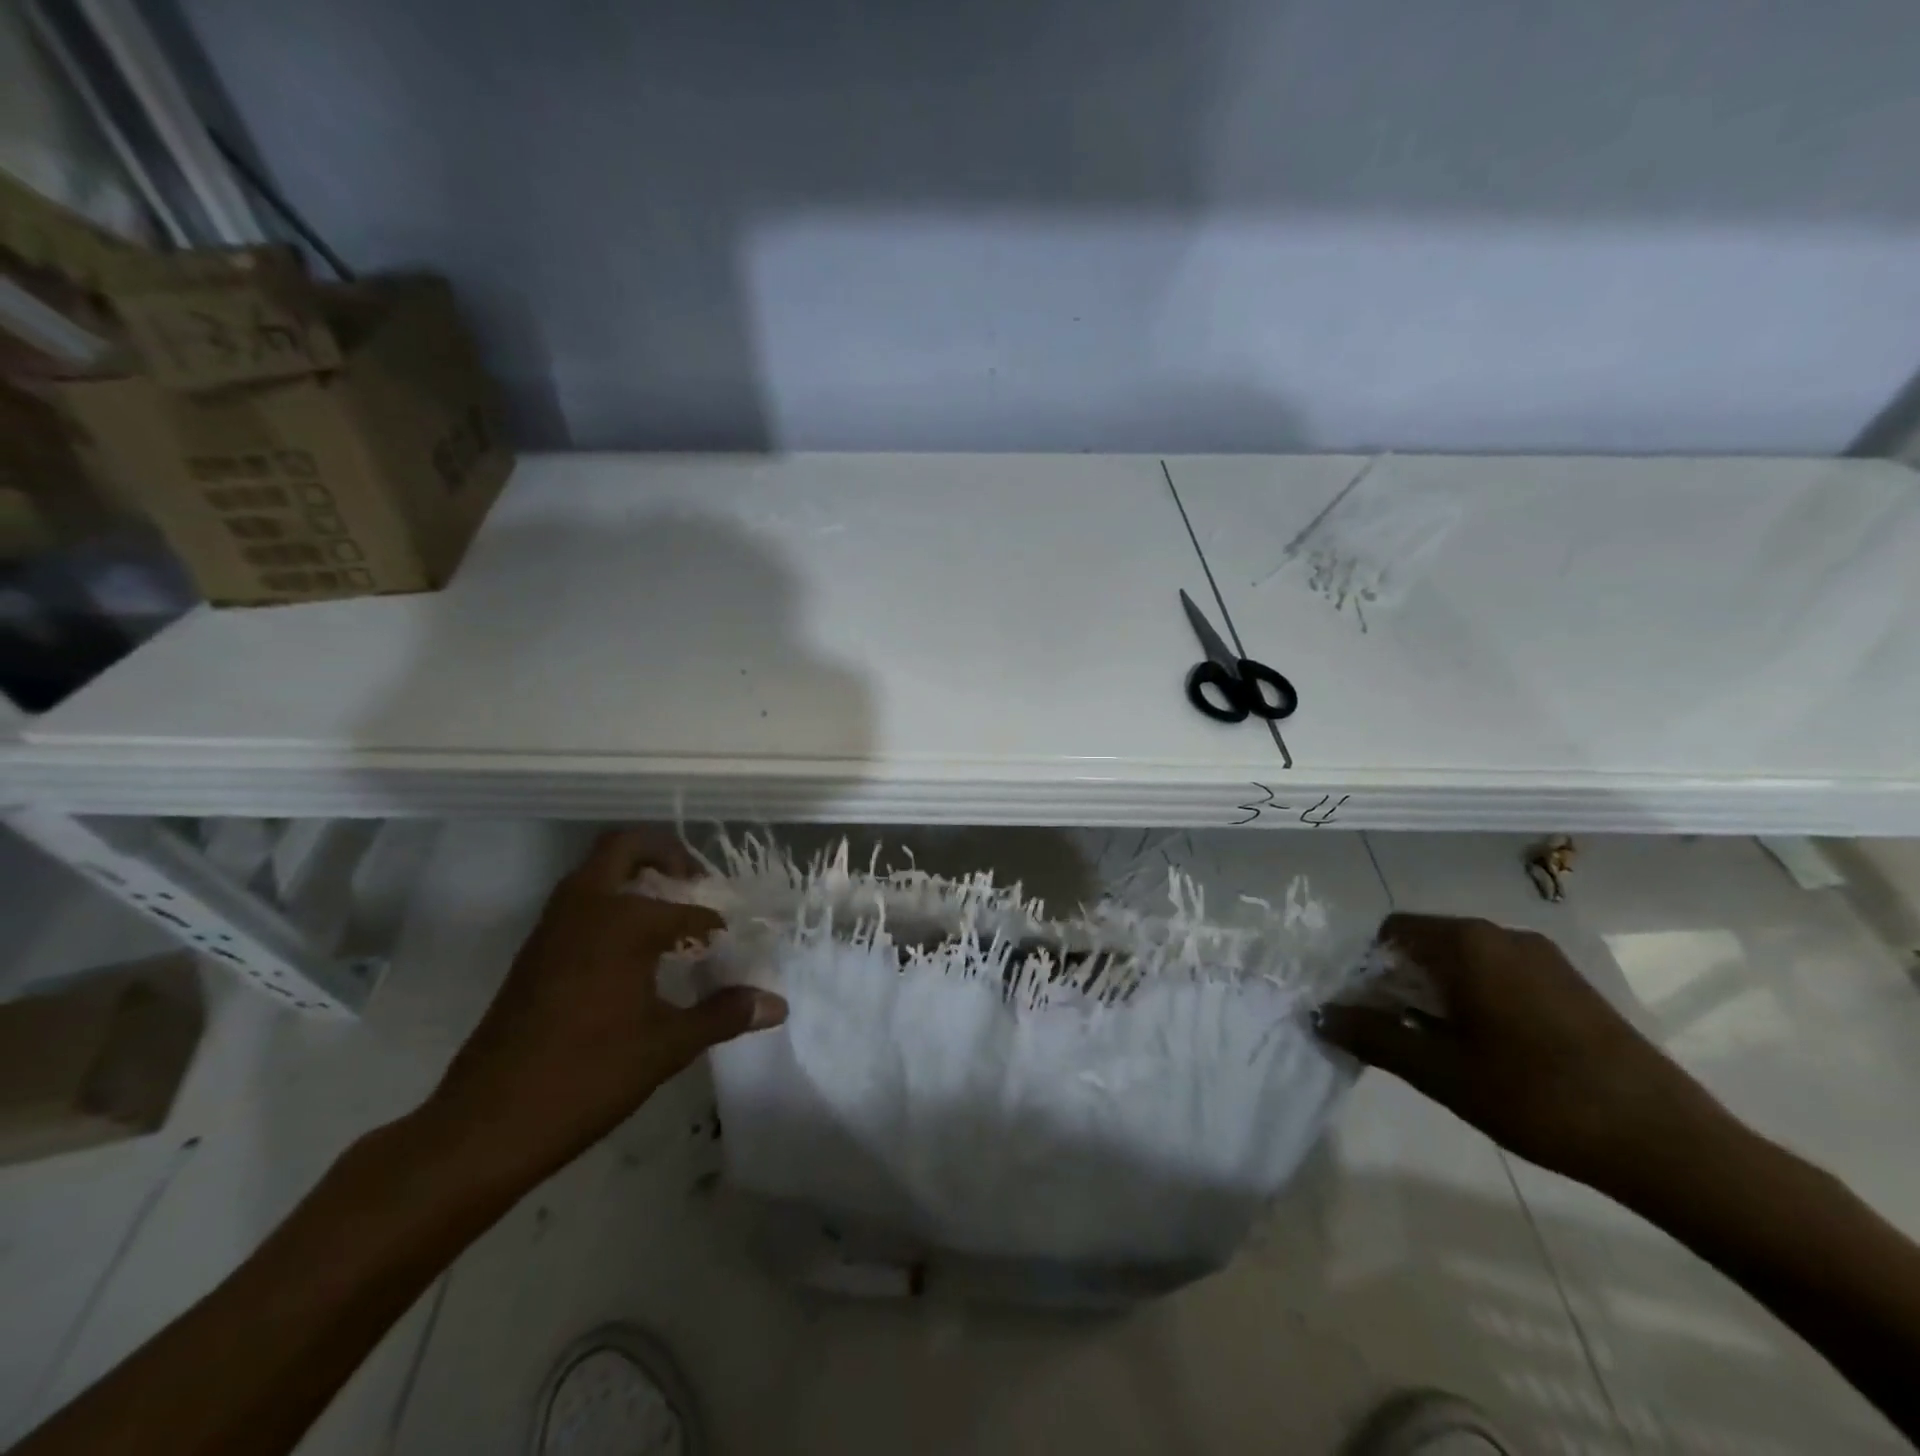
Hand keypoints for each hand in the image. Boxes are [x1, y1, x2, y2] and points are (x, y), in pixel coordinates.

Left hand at [421, 829, 786, 1184]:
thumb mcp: (667, 1045)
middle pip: (626, 846)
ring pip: (596, 871)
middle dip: (667, 854)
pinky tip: (633, 951)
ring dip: (634, 876)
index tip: (736, 949)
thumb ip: (724, 1015)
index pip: (690, 912)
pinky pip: (580, 902)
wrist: (485, 1124)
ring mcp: (553, 926)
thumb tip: (778, 1005)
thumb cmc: (587, 1076)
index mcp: (623, 921)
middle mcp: (586, 907)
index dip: (718, 929)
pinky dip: (611, 903)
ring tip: (671, 914)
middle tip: (697, 883)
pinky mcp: (534, 951)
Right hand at [1314, 912, 1726, 1191]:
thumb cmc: (1537, 1098)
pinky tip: (1491, 1048)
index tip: (1366, 1010)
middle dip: (1401, 980)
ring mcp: (1545, 958)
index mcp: (1468, 943)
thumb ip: (1373, 1036)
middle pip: (1428, 942)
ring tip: (1442, 1044)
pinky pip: (1503, 974)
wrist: (1668, 1143)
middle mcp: (1503, 935)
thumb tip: (1321, 1015)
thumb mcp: (1439, 1071)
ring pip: (1466, 959)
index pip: (1392, 930)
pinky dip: (1478, 997)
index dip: (1368, 966)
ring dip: (1440, 990)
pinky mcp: (1573, 985)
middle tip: (1396, 1031)